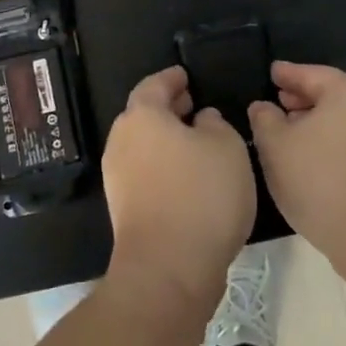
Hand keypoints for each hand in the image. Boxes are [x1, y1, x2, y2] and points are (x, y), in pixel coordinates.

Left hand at [102, 65, 255, 315]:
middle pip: (143, 114)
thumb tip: (201, 120)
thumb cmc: (201, 194)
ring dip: (166, 139)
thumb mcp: (227, 147)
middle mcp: (122, 140)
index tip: (186, 76)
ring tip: (197, 142)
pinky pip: (145, 172)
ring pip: (143, 144)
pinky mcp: (123, 208)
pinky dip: (163, 165)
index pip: (155, 84)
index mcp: (142, 115)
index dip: (172, 78)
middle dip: (168, 108)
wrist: (168, 270)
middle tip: (193, 105)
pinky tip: (189, 177)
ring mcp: (118, 176)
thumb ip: (215, 124)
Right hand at [249, 62, 345, 268]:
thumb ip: (264, 119)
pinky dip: (338, 140)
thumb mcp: (275, 146)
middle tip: (281, 101)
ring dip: (322, 121)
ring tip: (296, 132)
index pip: (311, 74)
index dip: (288, 74)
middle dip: (305, 97)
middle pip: (334, 93)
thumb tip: (263, 107)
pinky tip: (319, 158)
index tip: (272, 72)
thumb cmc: (320, 180)